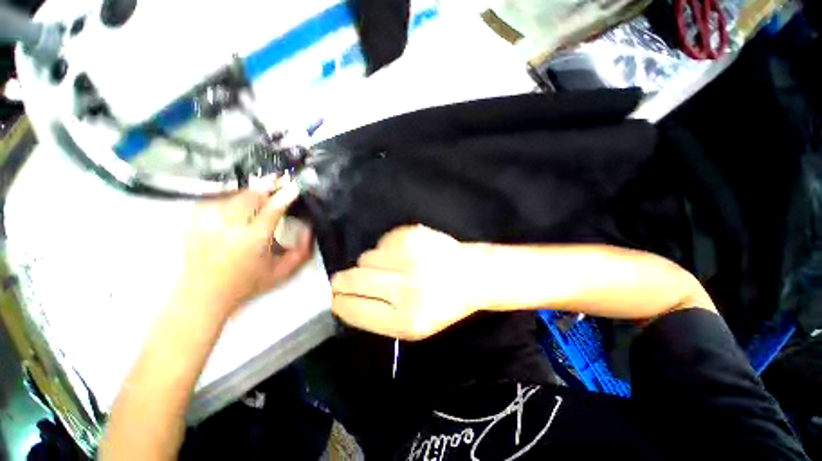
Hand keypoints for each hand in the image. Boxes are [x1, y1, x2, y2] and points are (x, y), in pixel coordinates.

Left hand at [174, 184, 312, 317]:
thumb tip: (309, 229)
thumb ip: (301, 252)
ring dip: (251, 189)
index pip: (271, 210)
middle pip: (250, 196)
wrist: (203, 294)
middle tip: (280, 180)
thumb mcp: (282, 273)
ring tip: (263, 188)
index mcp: (251, 241)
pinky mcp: (194, 220)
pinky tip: (239, 197)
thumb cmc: (247, 284)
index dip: (284, 196)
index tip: (294, 186)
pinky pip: (217, 198)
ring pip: (233, 194)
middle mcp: (227, 228)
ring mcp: (207, 221)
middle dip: (267, 186)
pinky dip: (232, 194)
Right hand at [331, 225, 482, 339]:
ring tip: (391, 267)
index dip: (339, 302)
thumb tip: (344, 299)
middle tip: (344, 279)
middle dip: (343, 281)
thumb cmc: (444, 304)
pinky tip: (404, 254)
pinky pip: (382, 242)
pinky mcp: (413, 235)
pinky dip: (387, 249)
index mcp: (406, 320)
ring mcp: (410, 258)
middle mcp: (406, 288)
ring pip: (366, 257)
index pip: (354, 309)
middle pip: (353, 280)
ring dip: (372, 264)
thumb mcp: (413, 325)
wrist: (473, 275)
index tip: (334, 298)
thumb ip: (378, 316)